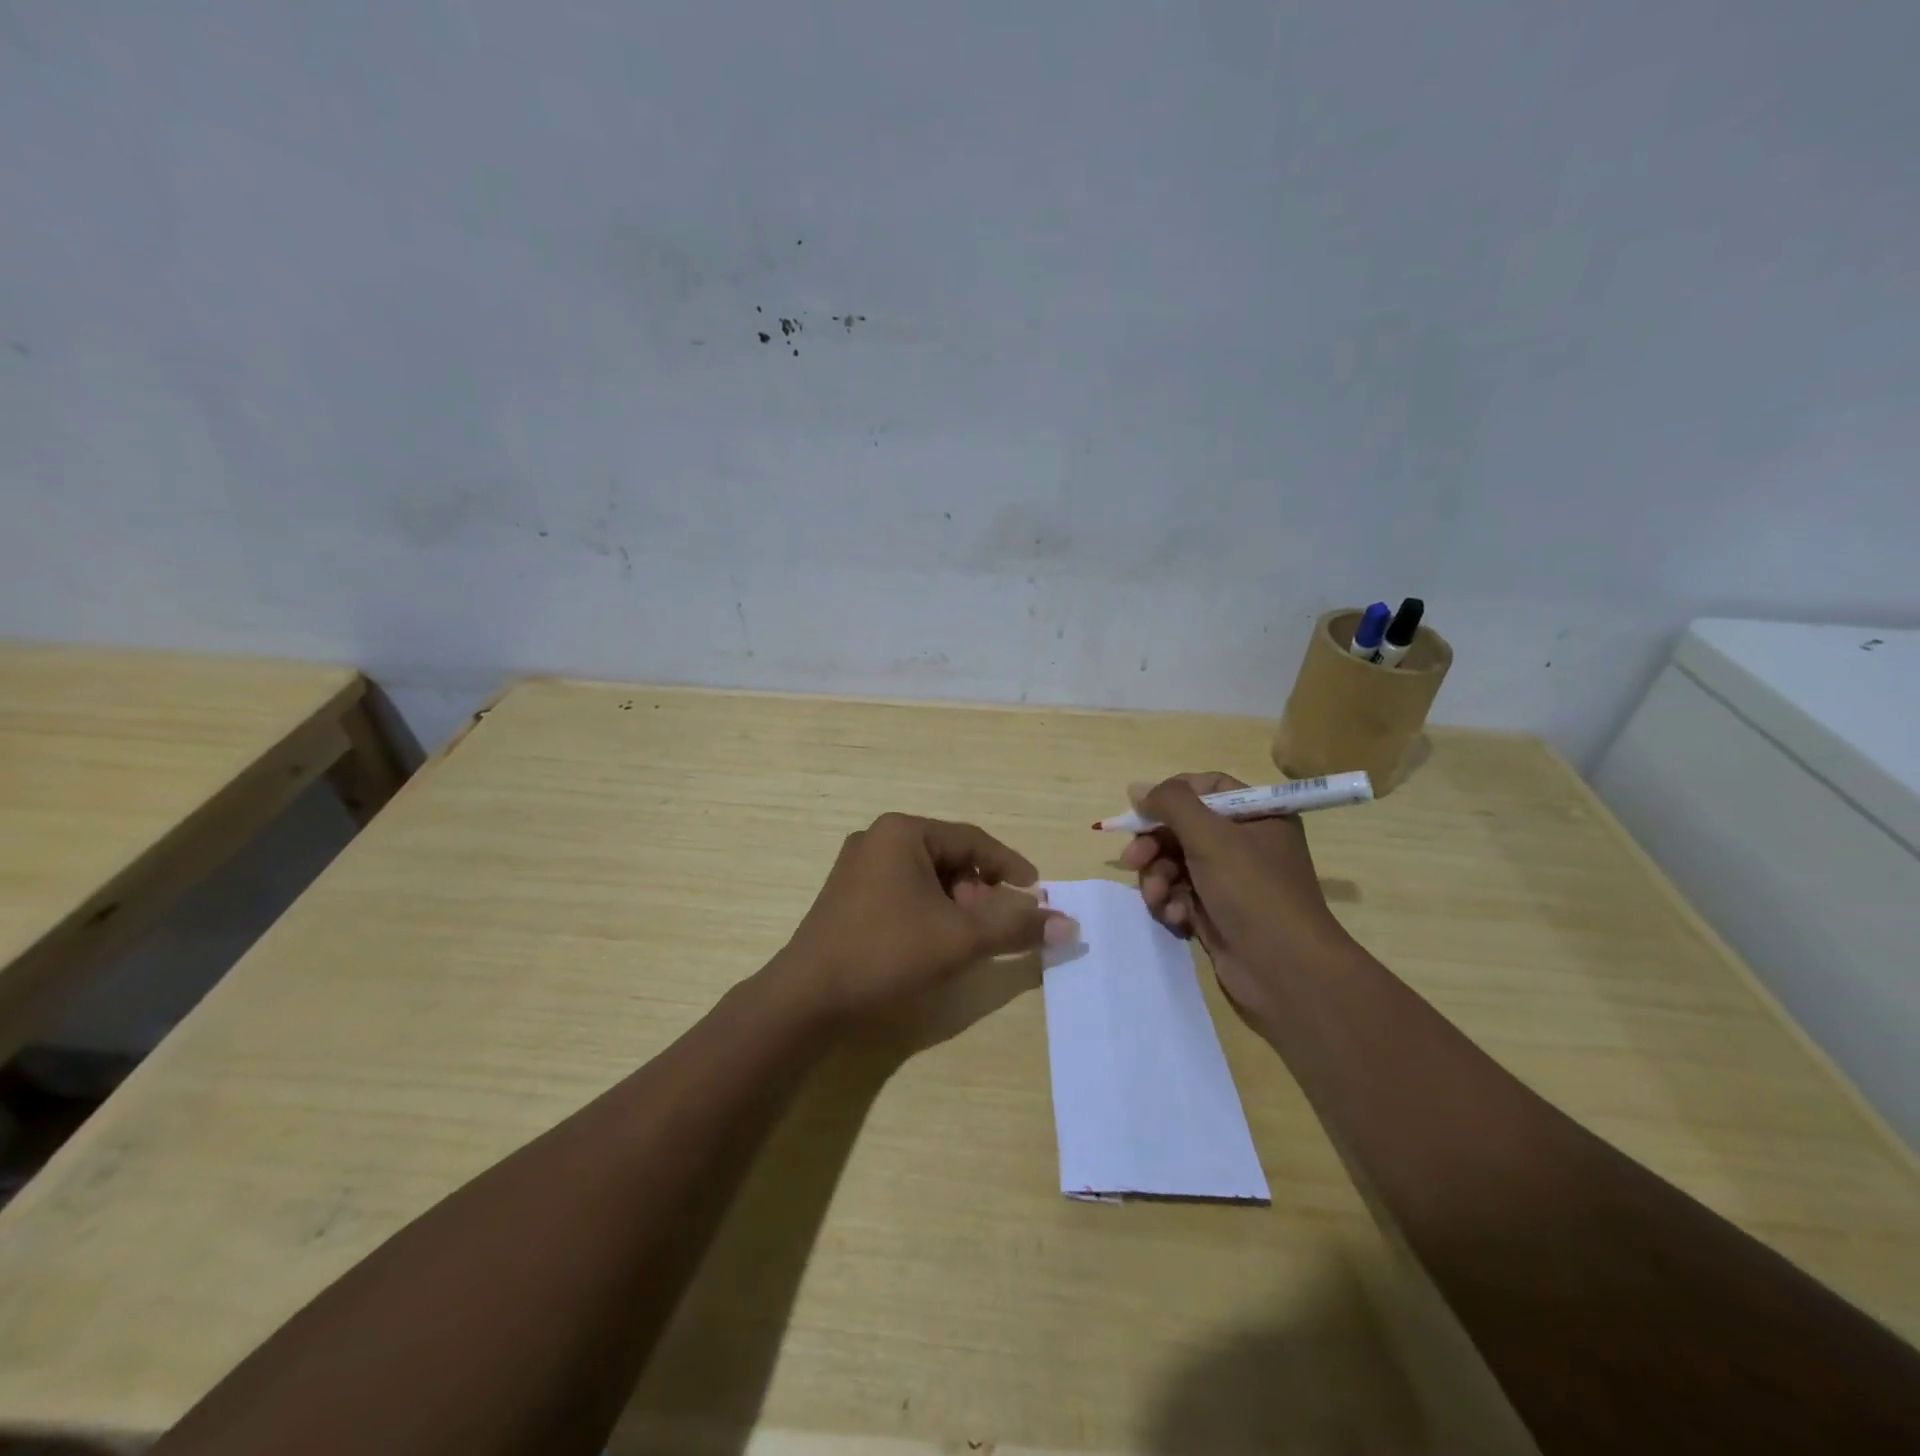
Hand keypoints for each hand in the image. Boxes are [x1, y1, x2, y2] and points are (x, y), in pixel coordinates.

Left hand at [780, 813, 1077, 1022]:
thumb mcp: (960, 938)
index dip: (1009, 864)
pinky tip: (935, 943)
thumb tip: (1069, 925)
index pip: (972, 840)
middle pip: (949, 858)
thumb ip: (1015, 927)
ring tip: (967, 938)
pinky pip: (903, 892)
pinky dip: (929, 911)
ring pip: (926, 878)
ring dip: (956, 904)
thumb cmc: (887, 953)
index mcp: (902, 832)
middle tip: (998, 924)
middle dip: (980, 890)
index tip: (1036, 890)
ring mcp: (857, 868)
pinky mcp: (847, 897)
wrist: (806, 998)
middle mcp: (877, 839)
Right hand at [1119, 772, 1352, 1015]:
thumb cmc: (1253, 892)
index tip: (1141, 809)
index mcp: (1256, 816)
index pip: (1207, 788)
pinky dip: (1171, 902)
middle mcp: (1244, 843)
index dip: (1172, 794)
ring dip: (1158, 877)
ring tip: (1157, 897)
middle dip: (1154, 844)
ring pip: (1175, 862)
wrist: (1286, 971)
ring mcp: (1229, 879)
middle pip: (1183, 827)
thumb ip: (1171, 804)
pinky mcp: (1215, 911)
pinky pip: (1179, 893)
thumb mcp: (1211, 838)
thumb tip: (1136, 788)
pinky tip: (1175, 917)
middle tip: (1132, 860)